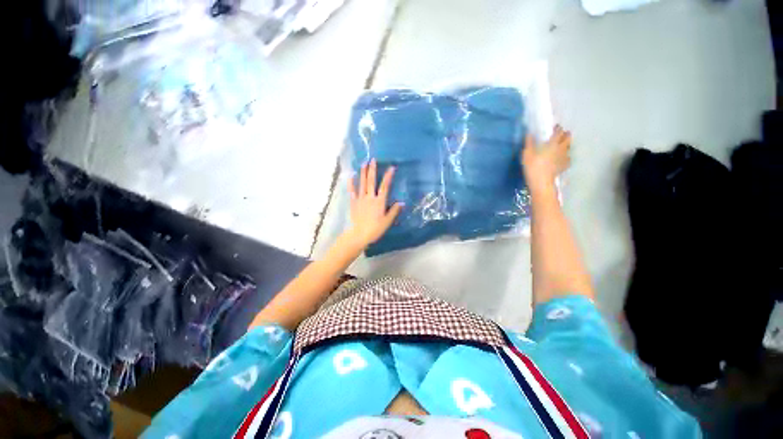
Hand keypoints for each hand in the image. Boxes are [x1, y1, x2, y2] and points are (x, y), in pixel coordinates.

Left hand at [346, 159, 402, 247]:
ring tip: (364, 163)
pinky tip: (351, 176)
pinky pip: (352, 191)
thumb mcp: (387, 221)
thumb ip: (394, 211)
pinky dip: (351, 183)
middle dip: (373, 170)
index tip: (391, 167)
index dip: (388, 176)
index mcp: (379, 202)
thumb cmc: (375, 229)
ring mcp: (360, 199)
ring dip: (363, 173)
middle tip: (373, 160)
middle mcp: (370, 197)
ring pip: (362, 183)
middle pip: (371, 181)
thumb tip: (402, 202)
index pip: (385, 186)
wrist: (359, 234)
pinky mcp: (353, 202)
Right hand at [522, 125, 571, 190]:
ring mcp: (564, 157)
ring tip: (561, 147)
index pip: (558, 132)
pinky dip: (565, 157)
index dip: (557, 129)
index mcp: (552, 144)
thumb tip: (529, 133)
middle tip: (561, 135)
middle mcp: (561, 148)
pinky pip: (568, 159)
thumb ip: (529, 143)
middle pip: (568, 138)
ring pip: (569, 148)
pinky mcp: (564, 166)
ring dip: (566, 145)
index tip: (555, 128)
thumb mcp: (527, 154)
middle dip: (565, 135)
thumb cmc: (533, 166)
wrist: (541, 182)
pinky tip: (561, 159)